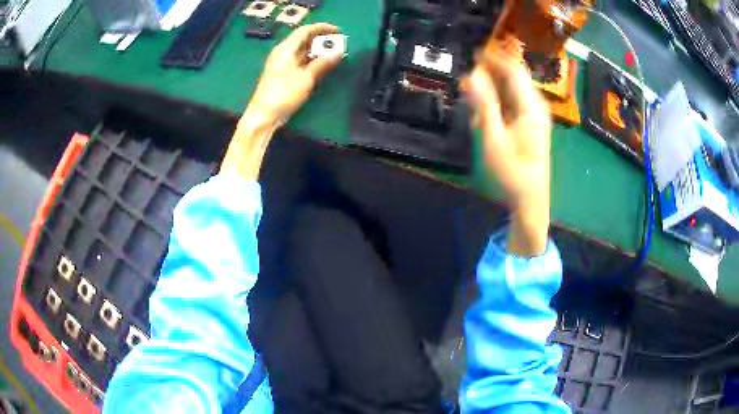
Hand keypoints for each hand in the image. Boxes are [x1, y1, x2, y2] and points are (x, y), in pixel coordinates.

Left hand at [221, 23, 343, 178]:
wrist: (263, 116)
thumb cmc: (283, 94)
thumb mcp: (306, 78)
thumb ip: (322, 63)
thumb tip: (339, 52)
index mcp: (285, 49)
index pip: (305, 31)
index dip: (322, 28)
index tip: (339, 31)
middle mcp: (283, 53)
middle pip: (304, 40)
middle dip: (322, 40)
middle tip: (339, 44)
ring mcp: (282, 64)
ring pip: (303, 51)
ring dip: (318, 51)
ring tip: (335, 54)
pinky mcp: (283, 75)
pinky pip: (300, 61)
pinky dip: (312, 60)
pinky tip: (322, 65)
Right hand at [463, 49, 551, 256]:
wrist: (530, 200)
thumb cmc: (511, 172)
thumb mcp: (493, 139)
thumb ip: (483, 105)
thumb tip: (473, 75)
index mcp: (531, 106)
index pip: (514, 70)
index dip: (495, 58)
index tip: (474, 52)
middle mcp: (537, 107)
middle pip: (516, 77)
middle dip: (494, 70)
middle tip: (471, 70)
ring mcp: (537, 117)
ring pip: (516, 89)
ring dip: (496, 84)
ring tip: (476, 87)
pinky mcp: (534, 125)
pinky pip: (517, 102)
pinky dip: (502, 98)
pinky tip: (489, 107)